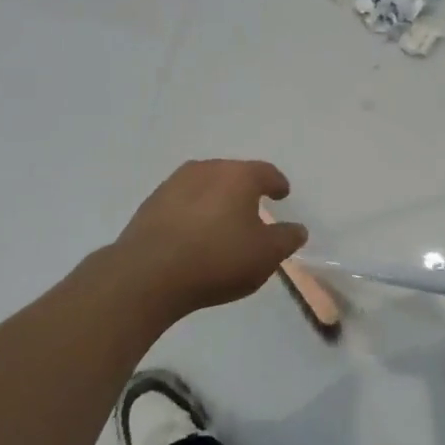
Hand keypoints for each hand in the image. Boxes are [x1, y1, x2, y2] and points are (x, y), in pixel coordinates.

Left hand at [114, 160, 308, 316]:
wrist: (147, 274)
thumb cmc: (217, 259)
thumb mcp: (265, 255)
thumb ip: (286, 239)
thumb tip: (297, 228)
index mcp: (239, 176)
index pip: (266, 172)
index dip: (277, 184)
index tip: (282, 194)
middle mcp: (207, 169)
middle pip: (233, 174)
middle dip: (245, 190)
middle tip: (253, 209)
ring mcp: (174, 184)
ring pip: (205, 186)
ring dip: (216, 200)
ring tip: (222, 222)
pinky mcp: (151, 204)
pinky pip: (182, 202)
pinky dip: (193, 212)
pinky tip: (194, 233)